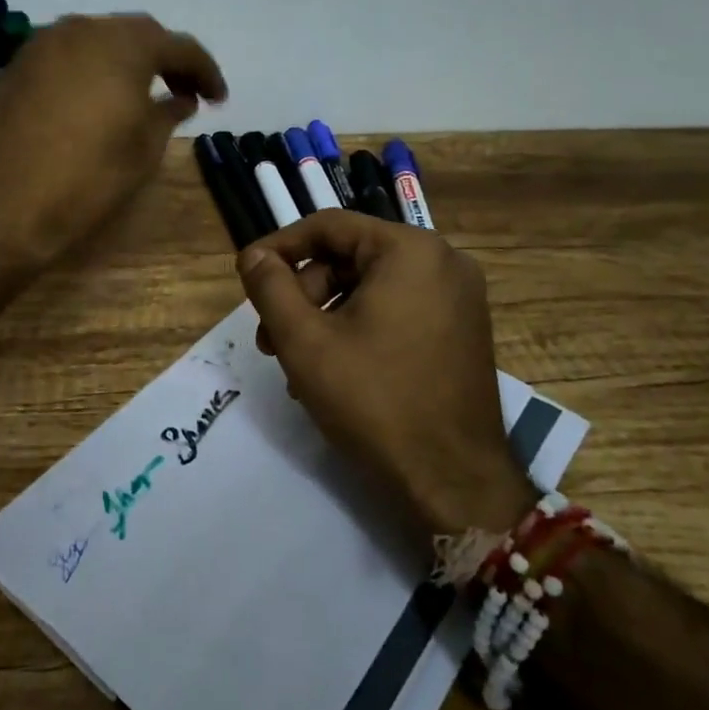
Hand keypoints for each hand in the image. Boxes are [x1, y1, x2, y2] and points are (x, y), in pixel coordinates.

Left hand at [0, 14, 226, 269]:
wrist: (7, 206)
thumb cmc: (89, 177)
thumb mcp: (144, 148)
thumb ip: (168, 112)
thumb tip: (180, 98)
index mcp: (123, 45)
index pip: (178, 46)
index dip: (205, 71)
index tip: (218, 98)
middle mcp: (82, 30)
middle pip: (136, 34)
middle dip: (166, 59)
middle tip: (185, 91)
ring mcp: (44, 44)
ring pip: (99, 39)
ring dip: (126, 60)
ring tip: (143, 93)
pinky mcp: (18, 66)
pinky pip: (68, 55)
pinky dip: (92, 68)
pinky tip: (99, 97)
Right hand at [237, 210, 533, 536]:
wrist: (454, 483)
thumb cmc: (374, 401)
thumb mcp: (305, 341)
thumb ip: (271, 287)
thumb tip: (253, 256)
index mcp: (410, 251)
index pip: (329, 226)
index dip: (280, 247)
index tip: (247, 275)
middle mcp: (443, 262)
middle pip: (350, 257)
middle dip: (303, 293)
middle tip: (270, 336)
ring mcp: (459, 298)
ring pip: (370, 287)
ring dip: (325, 316)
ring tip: (296, 363)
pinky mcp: (461, 331)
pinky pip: (397, 310)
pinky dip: (358, 329)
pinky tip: (332, 371)